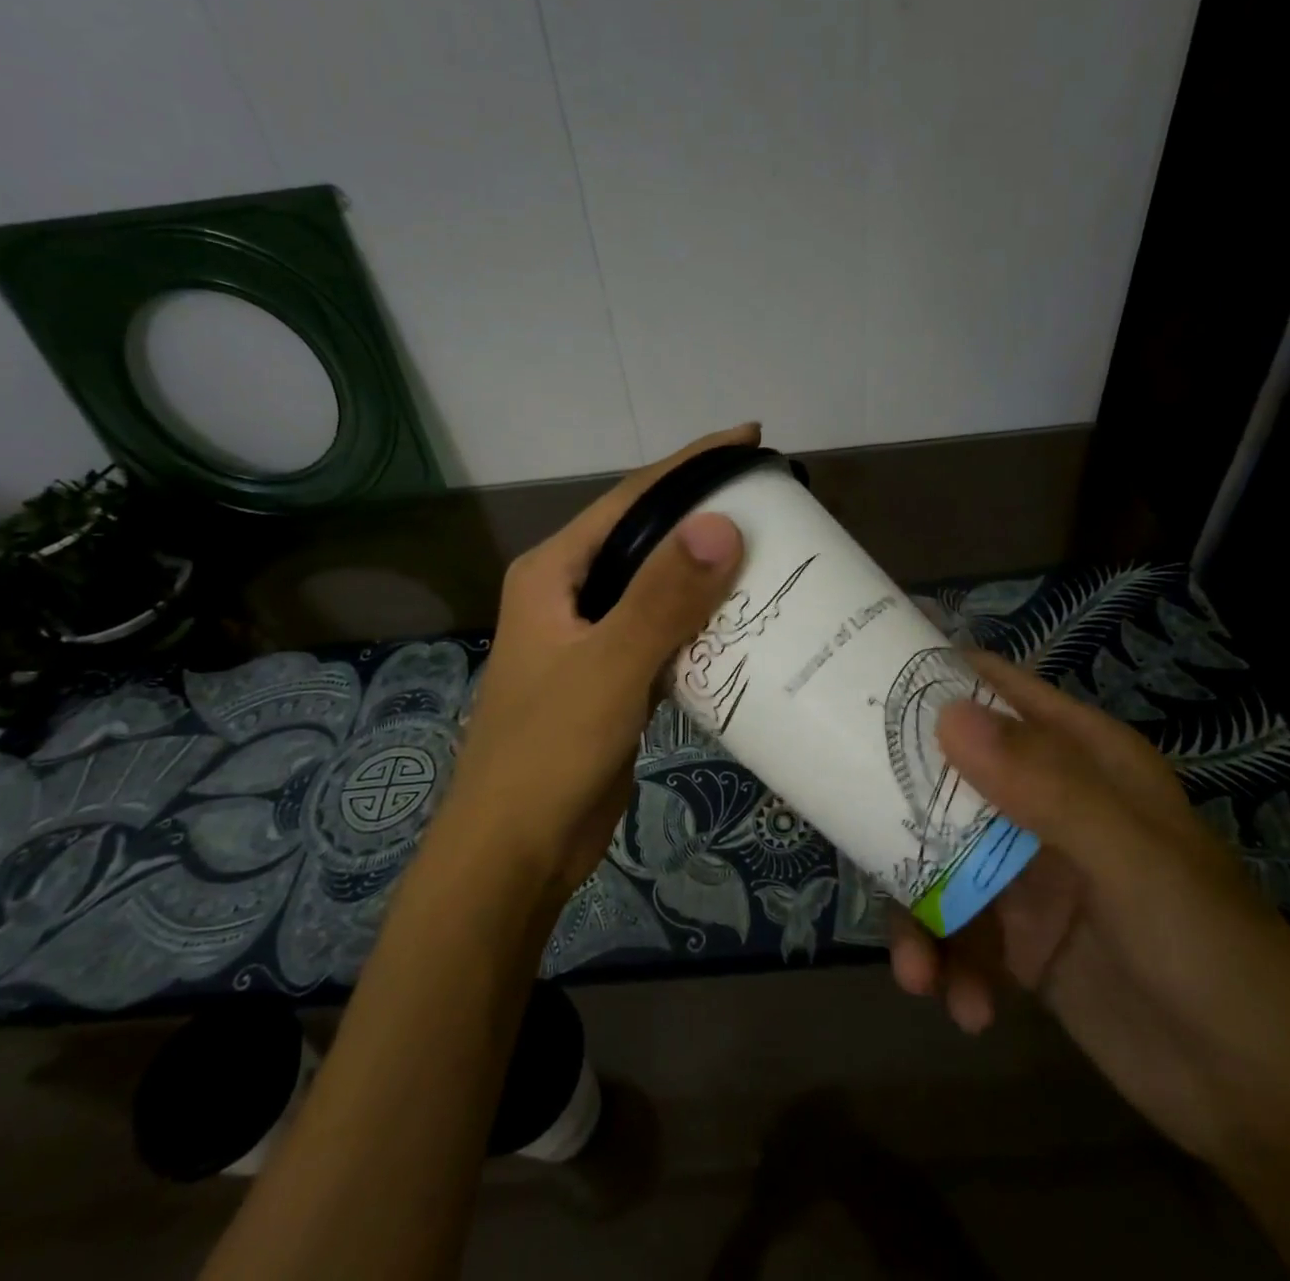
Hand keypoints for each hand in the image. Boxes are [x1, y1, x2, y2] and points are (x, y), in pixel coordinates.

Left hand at [433, 426, 753, 903]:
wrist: (515, 851)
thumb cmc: (548, 753)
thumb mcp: (608, 668)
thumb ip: (662, 598)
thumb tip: (722, 523)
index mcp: (555, 571)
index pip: (632, 498)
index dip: (691, 465)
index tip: (751, 439)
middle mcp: (571, 592)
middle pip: (647, 537)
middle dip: (706, 515)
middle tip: (774, 501)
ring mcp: (592, 636)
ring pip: (659, 587)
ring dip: (708, 572)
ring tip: (772, 553)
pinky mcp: (614, 676)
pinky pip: (666, 632)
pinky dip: (703, 622)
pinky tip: (746, 621)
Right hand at [888, 652, 1289, 1164]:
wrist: (1268, 1105)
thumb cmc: (1213, 954)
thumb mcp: (1135, 863)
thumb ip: (1047, 787)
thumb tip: (947, 714)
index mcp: (1079, 758)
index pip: (994, 691)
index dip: (929, 681)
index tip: (856, 688)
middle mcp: (1043, 802)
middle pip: (944, 775)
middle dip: (895, 807)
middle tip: (846, 826)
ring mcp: (1025, 869)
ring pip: (936, 858)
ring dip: (917, 913)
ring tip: (917, 972)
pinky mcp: (1015, 935)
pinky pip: (954, 928)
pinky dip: (947, 963)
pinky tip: (964, 1009)